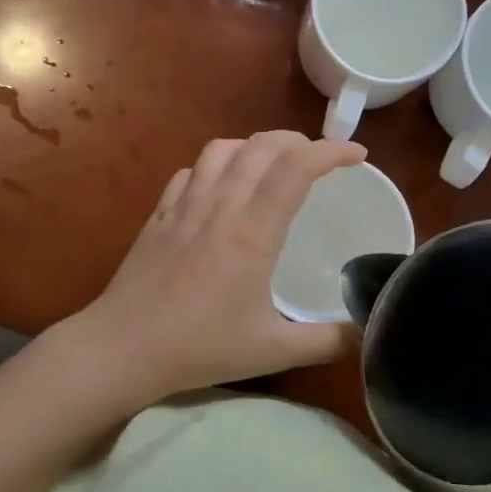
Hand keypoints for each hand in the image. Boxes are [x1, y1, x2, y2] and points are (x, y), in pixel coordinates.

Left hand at [69, 132, 367, 405]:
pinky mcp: (159, 214)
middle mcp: (220, 206)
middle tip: (320, 159)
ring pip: (222, 149)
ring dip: (256, 145)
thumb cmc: (200, 348)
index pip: (296, 168)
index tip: (357, 154)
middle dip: (298, 140)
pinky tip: (220, 186)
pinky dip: (216, 165)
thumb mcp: (274, 351)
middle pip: (262, 145)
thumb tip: (368, 331)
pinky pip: (191, 171)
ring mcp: (184, 205)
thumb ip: (328, 342)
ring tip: (273, 163)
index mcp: (252, 232)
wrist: (122, 348)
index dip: (331, 151)